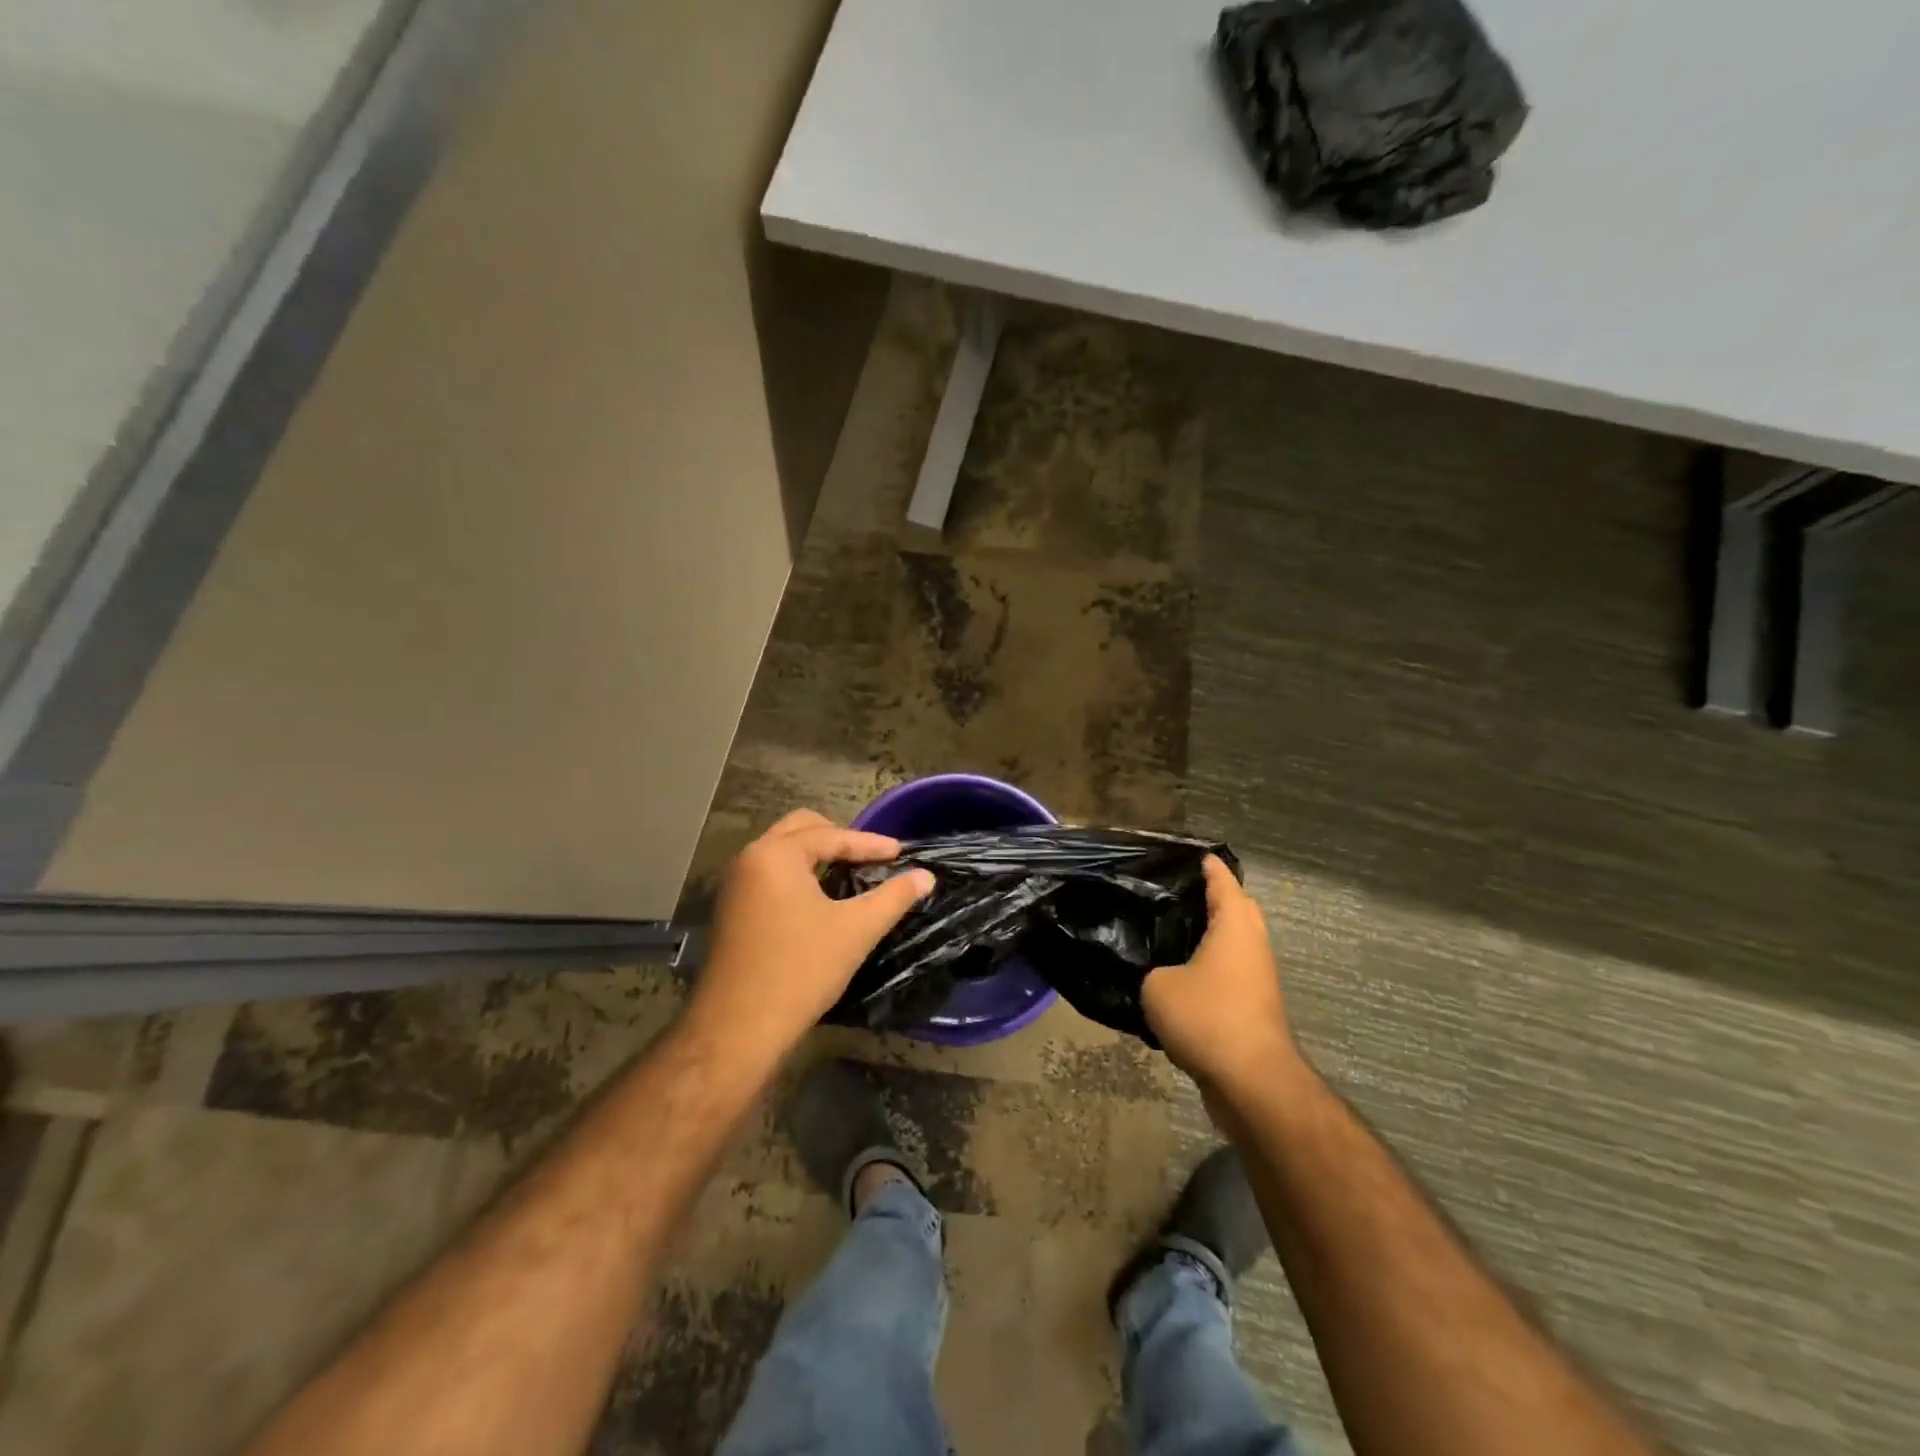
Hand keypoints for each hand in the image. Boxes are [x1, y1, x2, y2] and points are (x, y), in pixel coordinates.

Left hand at [687, 810, 934, 1062]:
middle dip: (838, 837)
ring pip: (782, 851)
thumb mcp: (856, 930)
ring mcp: (735, 885)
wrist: (739, 1029)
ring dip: (816, 855)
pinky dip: (798, 873)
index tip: (901, 853)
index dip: (870, 844)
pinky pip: (770, 873)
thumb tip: (926, 876)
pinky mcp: (731, 909)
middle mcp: (750, 859)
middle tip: (870, 856)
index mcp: (776, 854)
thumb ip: (894, 897)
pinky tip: (819, 898)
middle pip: (800, 829)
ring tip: (849, 872)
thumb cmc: (801, 970)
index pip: (832, 836)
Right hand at [1142, 856, 1300, 1098]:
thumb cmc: (1207, 1017)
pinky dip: (1208, 966)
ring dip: (1209, 935)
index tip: (1189, 854)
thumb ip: (1151, 969)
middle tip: (1172, 892)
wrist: (1252, 1082)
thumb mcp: (1158, 986)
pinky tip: (1177, 974)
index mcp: (1235, 925)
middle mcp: (1252, 944)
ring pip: (1232, 944)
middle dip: (1211, 897)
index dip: (1206, 865)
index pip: (1222, 880)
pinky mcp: (1253, 1007)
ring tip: (1168, 931)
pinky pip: (1229, 972)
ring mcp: (1257, 978)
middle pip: (1236, 909)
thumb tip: (1155, 973)